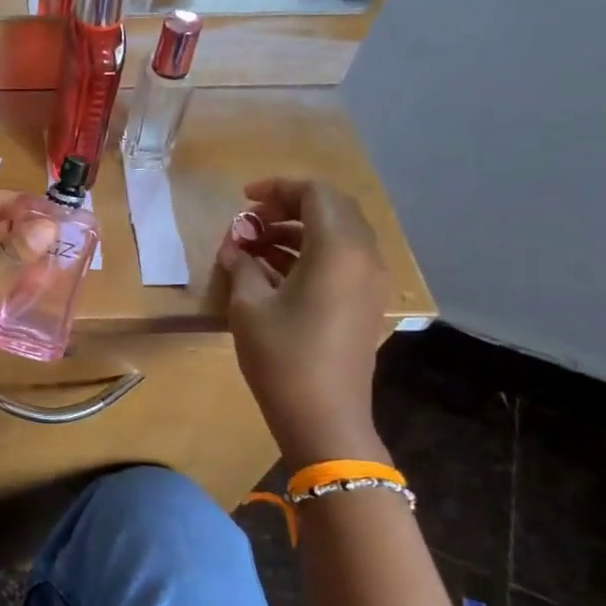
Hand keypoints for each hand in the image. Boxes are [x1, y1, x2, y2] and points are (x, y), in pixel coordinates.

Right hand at [217, 178, 390, 469]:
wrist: (324, 417)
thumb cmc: (282, 357)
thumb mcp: (248, 305)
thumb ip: (241, 263)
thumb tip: (235, 244)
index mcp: (338, 250)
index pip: (315, 193)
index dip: (278, 188)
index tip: (243, 200)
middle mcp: (364, 257)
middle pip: (332, 208)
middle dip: (289, 207)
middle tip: (250, 222)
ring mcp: (370, 281)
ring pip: (338, 234)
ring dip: (298, 230)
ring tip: (256, 247)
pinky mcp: (366, 302)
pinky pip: (342, 259)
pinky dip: (311, 252)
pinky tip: (275, 271)